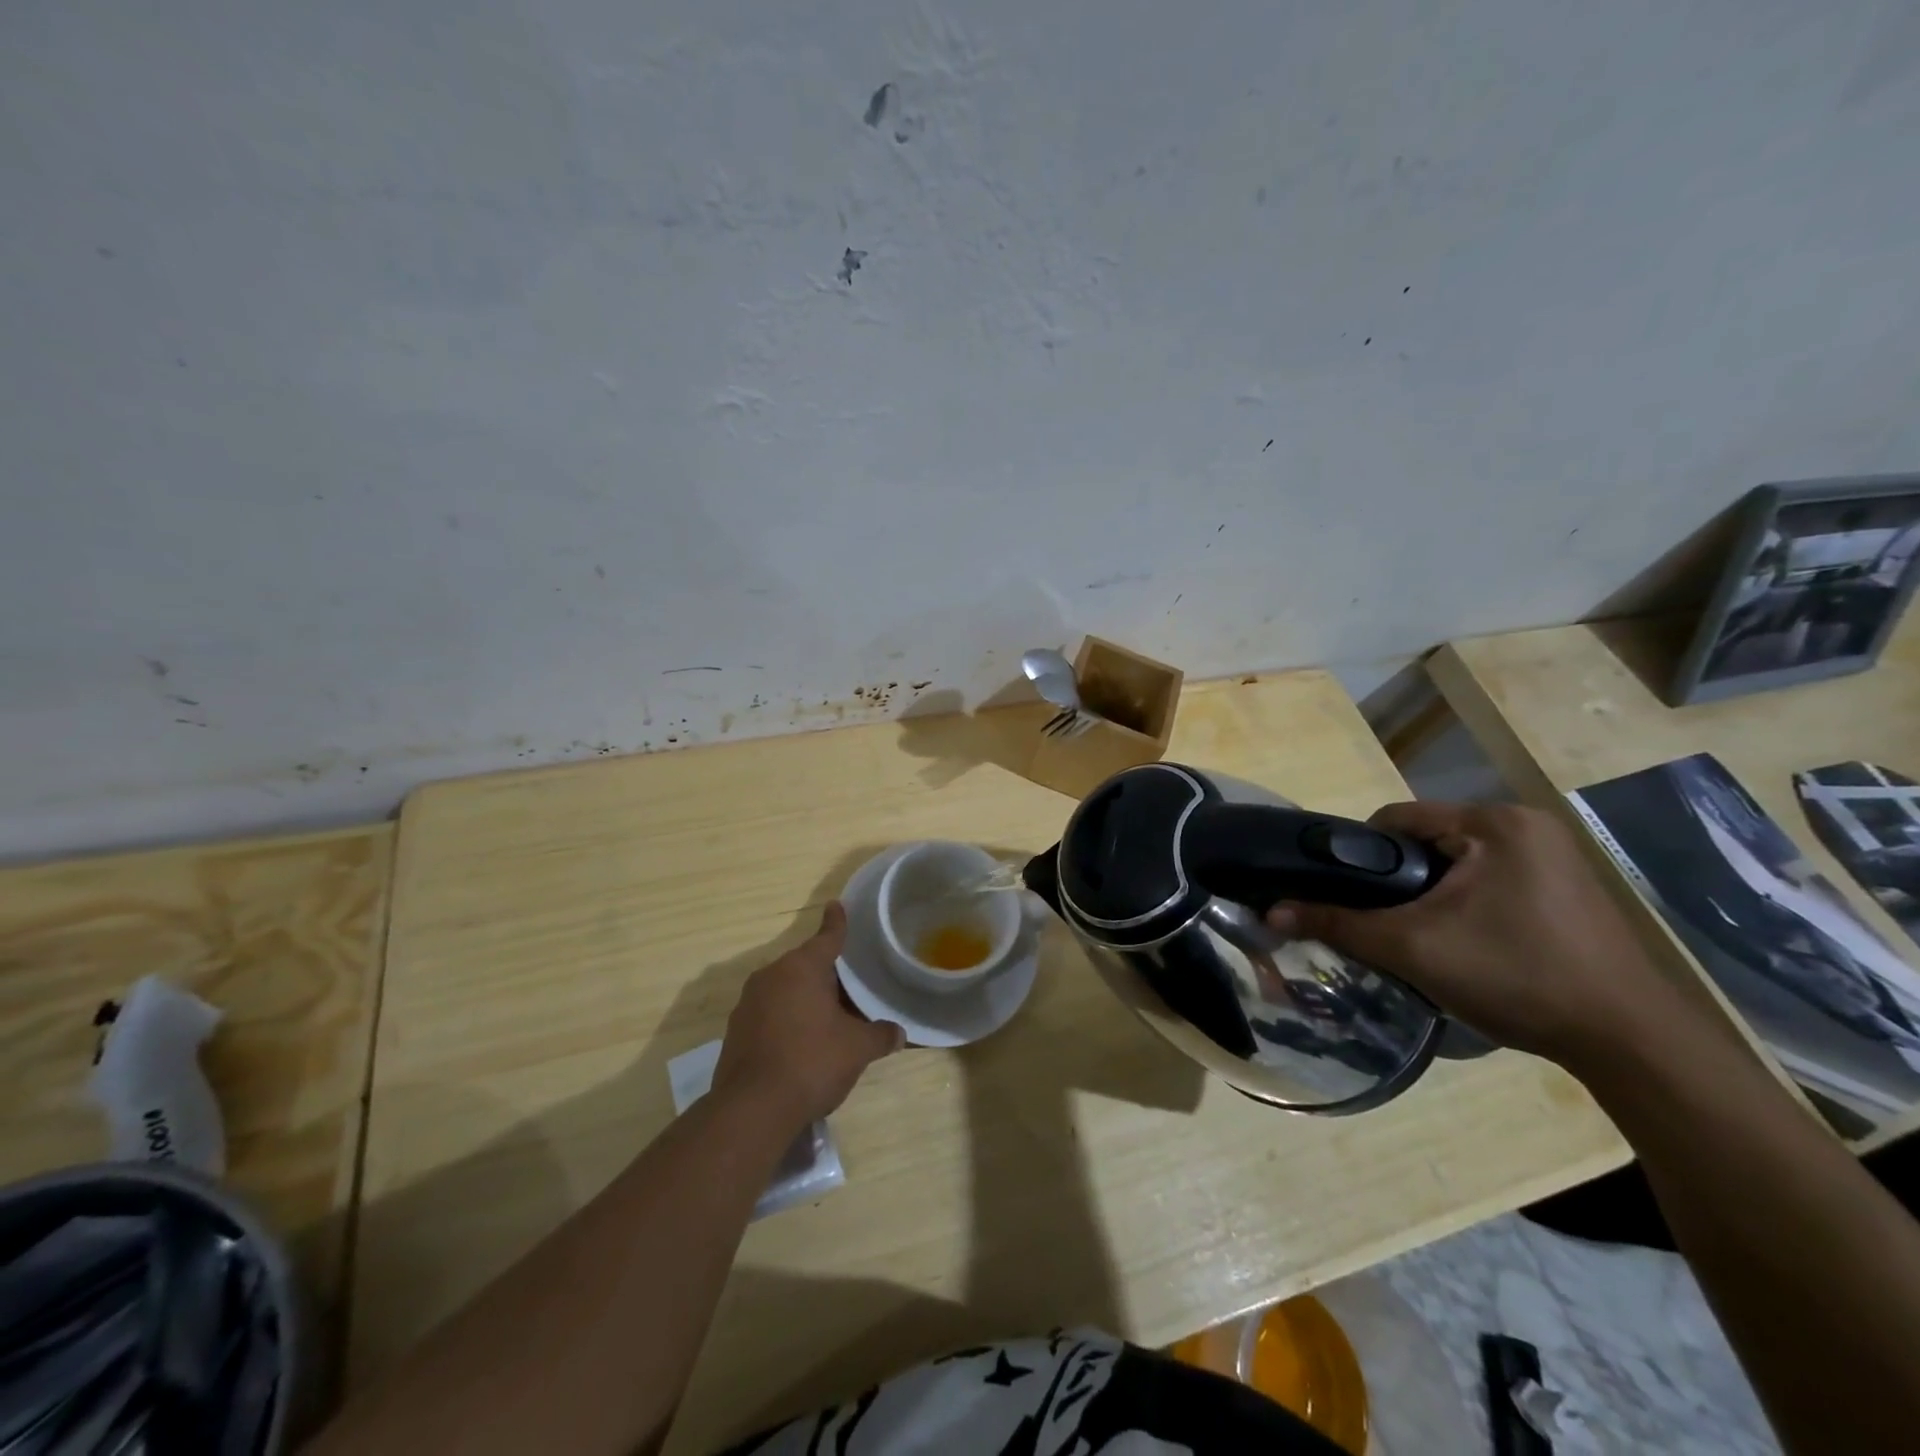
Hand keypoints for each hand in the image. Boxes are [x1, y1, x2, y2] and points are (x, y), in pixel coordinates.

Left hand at [713, 901, 904, 1127]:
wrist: (752, 1110)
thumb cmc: (811, 1062)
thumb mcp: (857, 1048)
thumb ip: (880, 1035)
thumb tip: (900, 1032)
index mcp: (801, 968)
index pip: (826, 938)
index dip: (836, 923)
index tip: (836, 905)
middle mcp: (771, 976)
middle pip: (805, 966)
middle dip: (826, 974)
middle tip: (850, 985)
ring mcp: (747, 1004)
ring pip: (785, 990)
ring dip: (805, 999)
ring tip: (828, 1018)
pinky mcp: (735, 1033)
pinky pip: (769, 1014)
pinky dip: (786, 1020)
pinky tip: (801, 1044)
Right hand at [1266, 801, 1697, 1072]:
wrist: (1632, 1042)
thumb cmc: (1517, 976)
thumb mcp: (1413, 948)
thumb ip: (1338, 924)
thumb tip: (1270, 912)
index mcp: (1494, 822)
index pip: (1396, 818)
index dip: (1360, 854)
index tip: (1351, 896)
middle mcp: (1527, 824)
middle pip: (1427, 840)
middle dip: (1400, 880)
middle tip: (1388, 924)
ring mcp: (1556, 856)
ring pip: (1458, 862)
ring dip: (1433, 893)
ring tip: (1426, 938)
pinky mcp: (1570, 887)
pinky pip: (1493, 879)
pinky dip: (1468, 903)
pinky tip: (1472, 944)